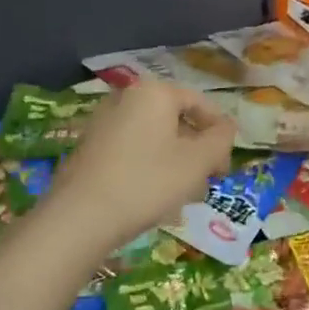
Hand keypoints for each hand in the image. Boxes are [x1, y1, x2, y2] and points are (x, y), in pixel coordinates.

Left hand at [47, 80, 235, 254]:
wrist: (81, 216)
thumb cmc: (148, 182)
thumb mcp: (197, 162)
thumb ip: (220, 139)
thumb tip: (227, 127)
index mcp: (154, 93)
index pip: (199, 103)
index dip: (219, 134)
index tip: (224, 167)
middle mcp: (125, 98)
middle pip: (175, 121)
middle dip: (195, 152)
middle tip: (205, 183)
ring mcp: (103, 123)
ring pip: (153, 139)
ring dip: (174, 164)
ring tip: (181, 198)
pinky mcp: (89, 148)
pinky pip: (131, 152)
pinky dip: (148, 169)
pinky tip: (152, 199)